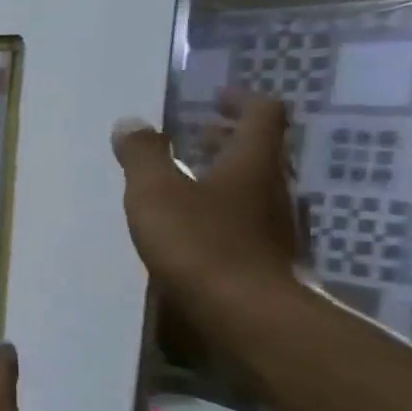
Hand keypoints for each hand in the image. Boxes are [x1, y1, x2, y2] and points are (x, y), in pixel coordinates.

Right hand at [110, 89, 308, 315]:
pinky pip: (251, 219)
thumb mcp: (155, 193)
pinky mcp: (272, 257)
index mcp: (253, 162)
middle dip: (229, 138)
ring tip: (190, 181)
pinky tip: (199, 227)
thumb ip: (142, 156)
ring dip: (228, 175)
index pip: (262, 115)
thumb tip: (131, 122)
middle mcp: (276, 187)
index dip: (241, 100)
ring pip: (257, 186)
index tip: (216, 97)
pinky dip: (227, 210)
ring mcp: (280, 225)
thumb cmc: (201, 243)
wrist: (249, 312)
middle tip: (196, 135)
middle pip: (262, 151)